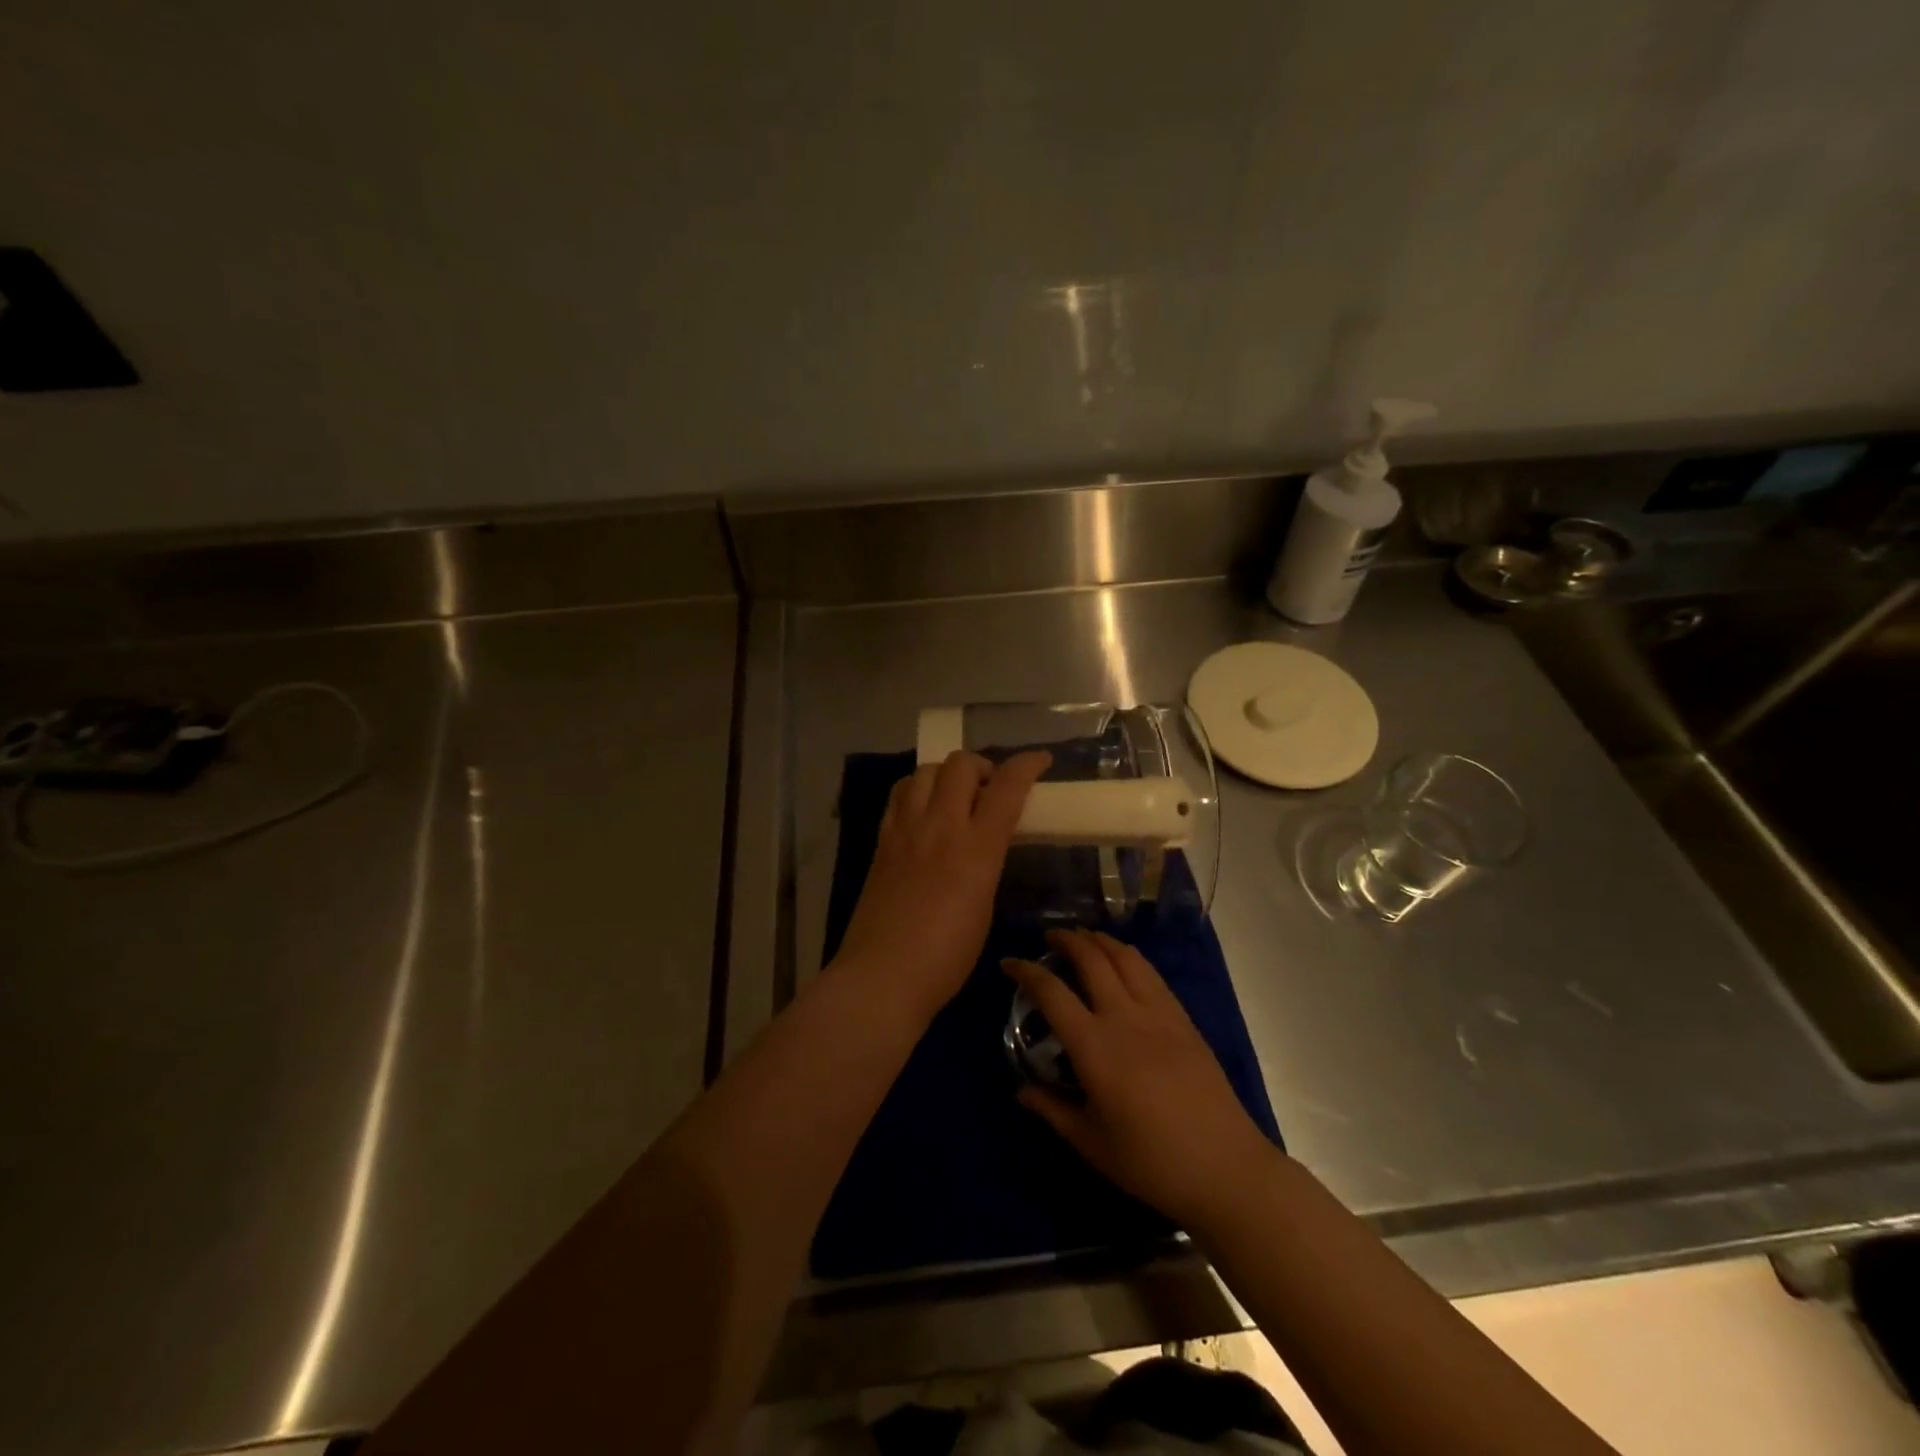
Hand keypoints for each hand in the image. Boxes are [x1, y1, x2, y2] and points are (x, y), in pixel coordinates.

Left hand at [833, 750, 1050, 1026]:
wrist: (883, 975)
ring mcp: (905, 829)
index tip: (1041, 761)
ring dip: (947, 774)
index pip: (1006, 786)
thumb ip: (987, 864)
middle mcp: (940, 826)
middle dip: (983, 766)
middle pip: (961, 764)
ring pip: (926, 770)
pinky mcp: (881, 840)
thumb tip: (984, 845)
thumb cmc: (946, 956)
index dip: (1028, 764)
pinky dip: (918, 789)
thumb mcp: (984, 905)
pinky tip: (924, 810)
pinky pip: (900, 794)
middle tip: (990, 789)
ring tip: (955, 797)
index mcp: (976, 848)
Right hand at [1006, 929, 1272, 1230]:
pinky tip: (1124, 963)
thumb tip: (1022, 1090)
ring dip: (1100, 940)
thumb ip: (1052, 1110)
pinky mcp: (1183, 1019)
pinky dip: (1129, 958)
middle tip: (1049, 937)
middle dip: (1066, 939)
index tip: (1009, 962)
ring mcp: (1159, 1014)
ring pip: (1125, 957)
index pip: (1051, 992)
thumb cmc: (1151, 1161)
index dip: (1026, 971)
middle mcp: (1124, 1017)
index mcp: (1094, 1047)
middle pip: (1091, 958)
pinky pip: (1151, 974)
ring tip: (1085, 938)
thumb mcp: (1091, 1143)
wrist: (1224, 1167)